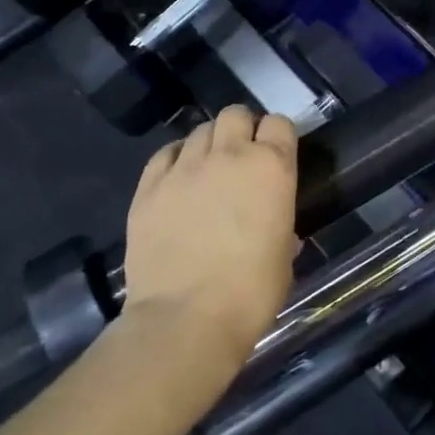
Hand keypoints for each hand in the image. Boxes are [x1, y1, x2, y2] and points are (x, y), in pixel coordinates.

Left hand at [123, 105, 298, 360]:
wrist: (186, 319)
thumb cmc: (251, 292)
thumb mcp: (284, 257)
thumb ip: (282, 228)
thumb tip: (278, 230)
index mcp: (272, 167)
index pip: (280, 123)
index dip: (279, 136)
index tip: (277, 154)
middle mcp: (229, 155)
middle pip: (235, 114)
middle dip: (242, 129)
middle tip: (242, 157)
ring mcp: (185, 167)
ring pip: (199, 130)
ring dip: (209, 143)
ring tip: (208, 170)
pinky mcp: (149, 186)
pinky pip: (164, 154)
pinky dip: (175, 158)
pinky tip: (177, 178)